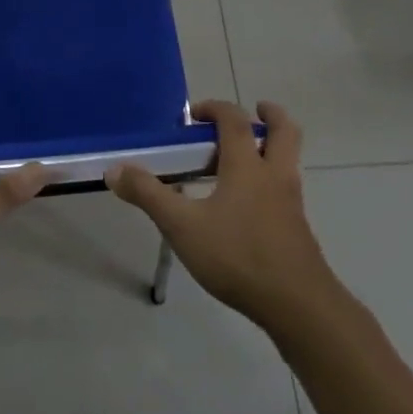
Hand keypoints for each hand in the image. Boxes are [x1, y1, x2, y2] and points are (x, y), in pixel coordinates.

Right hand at [109, 101, 339, 331]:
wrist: (298, 305)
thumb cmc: (238, 256)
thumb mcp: (182, 226)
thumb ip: (148, 195)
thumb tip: (114, 170)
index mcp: (247, 166)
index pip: (234, 120)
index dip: (215, 108)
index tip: (194, 114)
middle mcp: (274, 175)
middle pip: (284, 131)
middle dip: (269, 115)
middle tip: (253, 112)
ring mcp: (291, 202)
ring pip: (289, 159)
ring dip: (272, 147)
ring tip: (243, 157)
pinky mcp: (297, 228)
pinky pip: (286, 189)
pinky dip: (270, 180)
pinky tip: (246, 205)